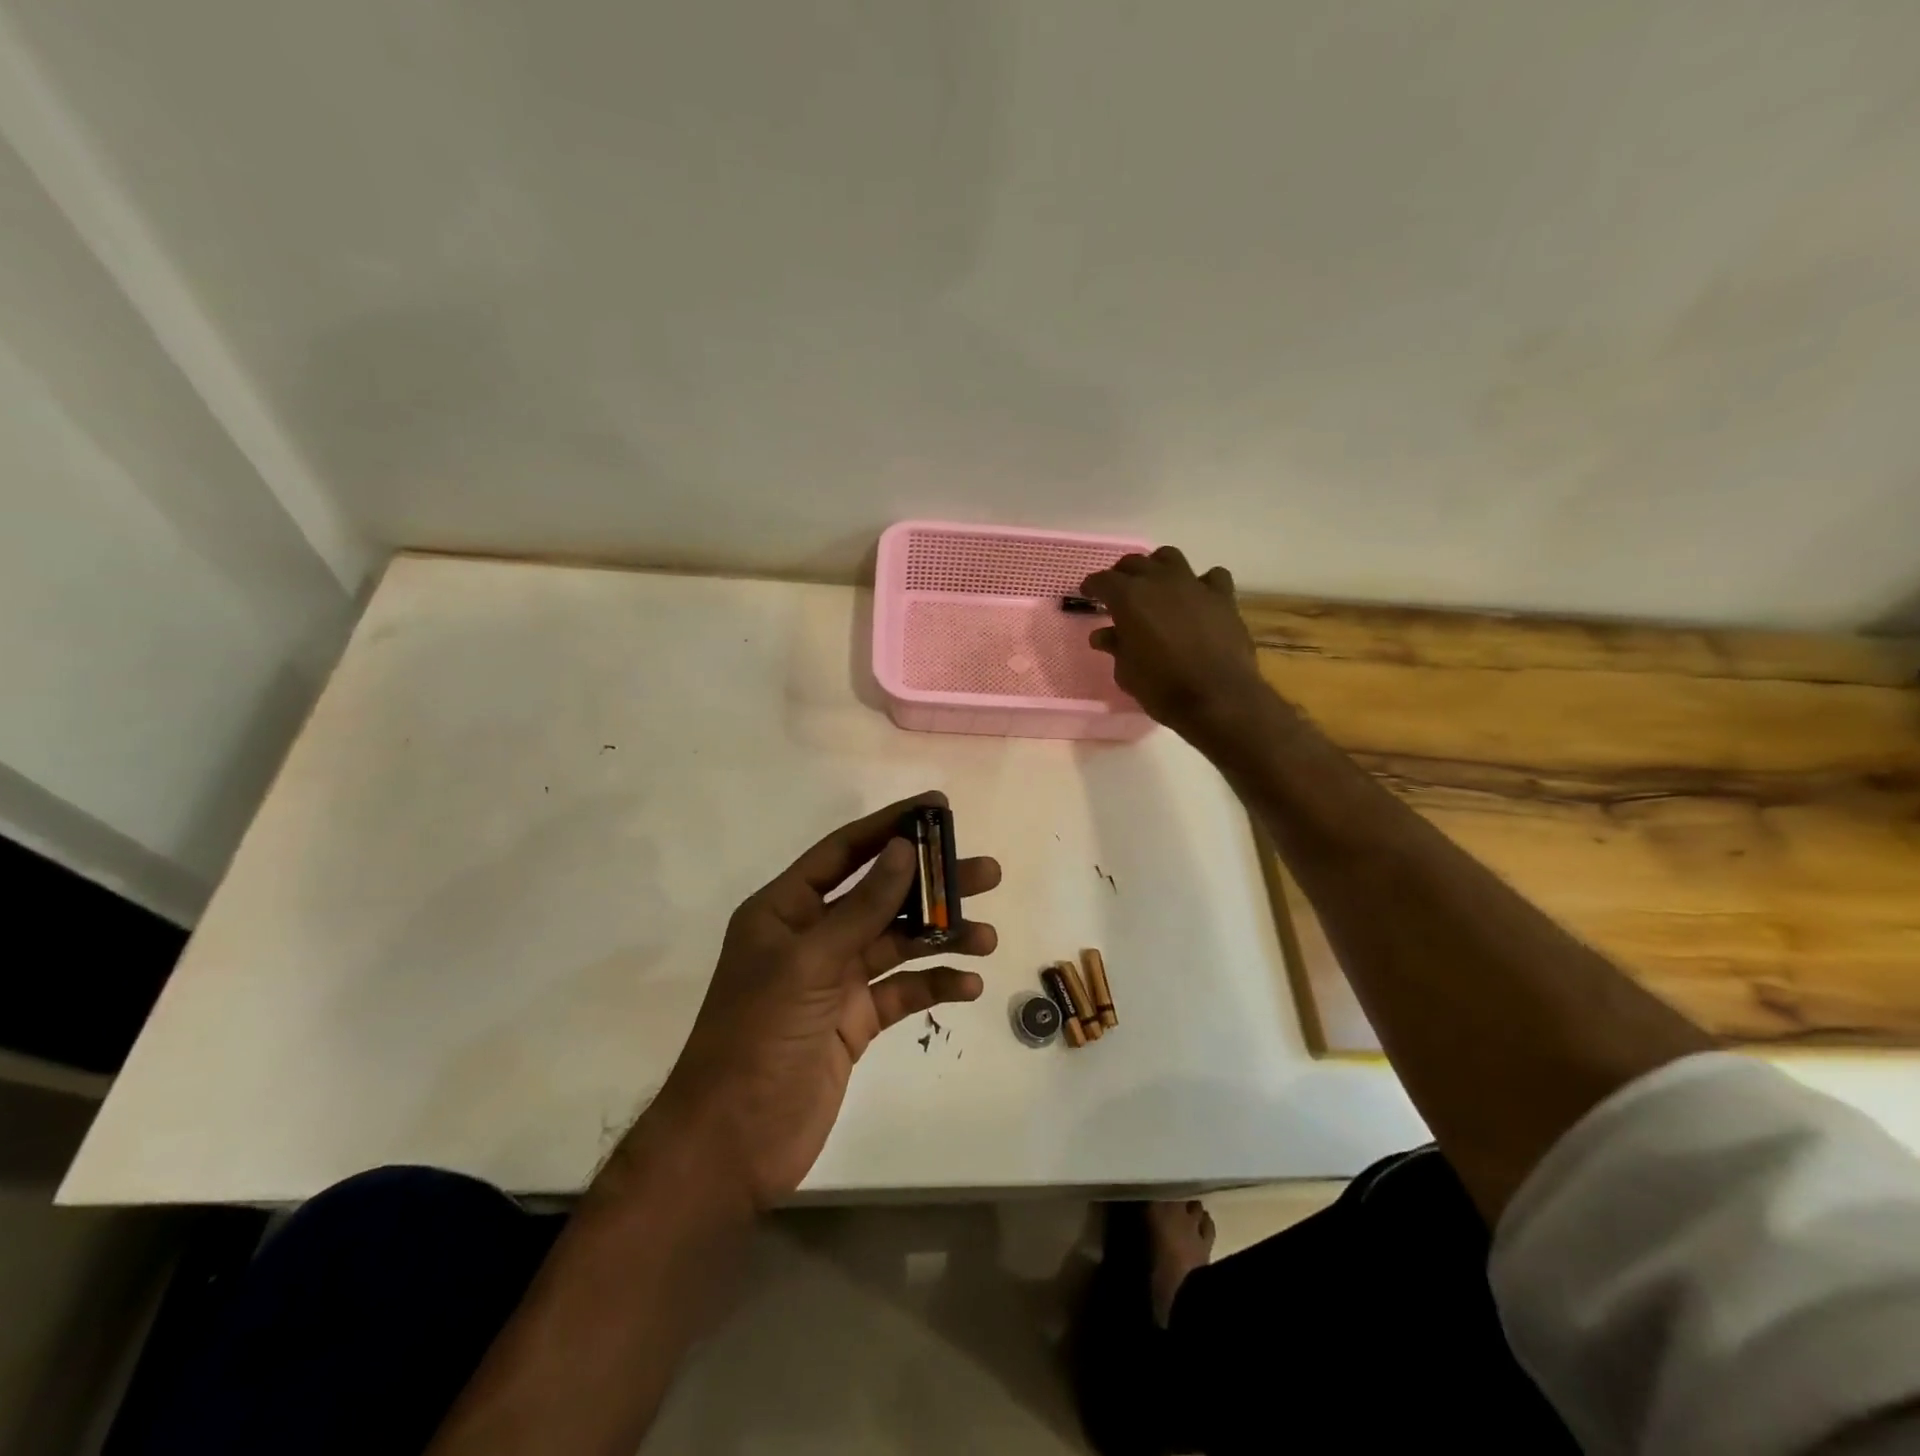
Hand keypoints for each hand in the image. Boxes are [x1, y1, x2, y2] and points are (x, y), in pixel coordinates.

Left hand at [656, 793, 998, 1207]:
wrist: (732, 1143)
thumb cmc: (758, 1038)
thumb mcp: (809, 963)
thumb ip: (861, 907)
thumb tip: (904, 848)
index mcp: (785, 910)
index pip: (844, 852)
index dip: (890, 826)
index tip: (937, 807)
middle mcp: (812, 936)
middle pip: (881, 895)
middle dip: (931, 884)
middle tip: (985, 872)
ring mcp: (835, 980)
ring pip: (898, 943)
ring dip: (942, 937)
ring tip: (988, 936)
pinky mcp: (855, 1021)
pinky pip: (902, 991)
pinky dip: (934, 984)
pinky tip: (968, 985)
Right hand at [1083, 547, 1264, 739]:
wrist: (1218, 699)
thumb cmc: (1162, 688)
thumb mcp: (1126, 672)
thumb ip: (1115, 647)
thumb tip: (1104, 635)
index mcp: (1128, 598)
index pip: (1102, 580)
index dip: (1093, 586)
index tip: (1089, 594)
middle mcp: (1159, 581)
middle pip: (1134, 563)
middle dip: (1122, 575)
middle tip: (1119, 592)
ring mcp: (1194, 585)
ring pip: (1170, 558)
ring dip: (1158, 567)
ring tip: (1156, 586)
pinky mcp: (1223, 597)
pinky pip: (1211, 577)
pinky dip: (1202, 583)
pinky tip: (1199, 598)